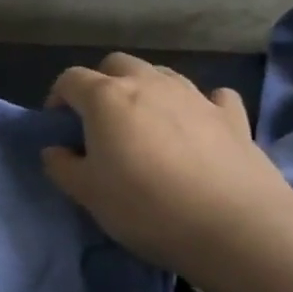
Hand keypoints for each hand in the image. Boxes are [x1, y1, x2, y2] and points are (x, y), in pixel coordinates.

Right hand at [41, 53, 292, 279]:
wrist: (236, 227)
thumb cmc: (146, 206)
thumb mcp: (87, 193)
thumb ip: (62, 166)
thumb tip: (56, 150)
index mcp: (106, 98)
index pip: (70, 79)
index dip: (58, 98)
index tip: (59, 127)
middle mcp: (149, 84)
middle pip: (116, 64)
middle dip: (102, 84)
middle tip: (100, 121)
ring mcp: (194, 96)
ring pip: (161, 74)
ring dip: (146, 90)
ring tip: (146, 125)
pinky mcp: (233, 116)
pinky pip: (210, 96)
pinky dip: (197, 105)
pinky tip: (197, 126)